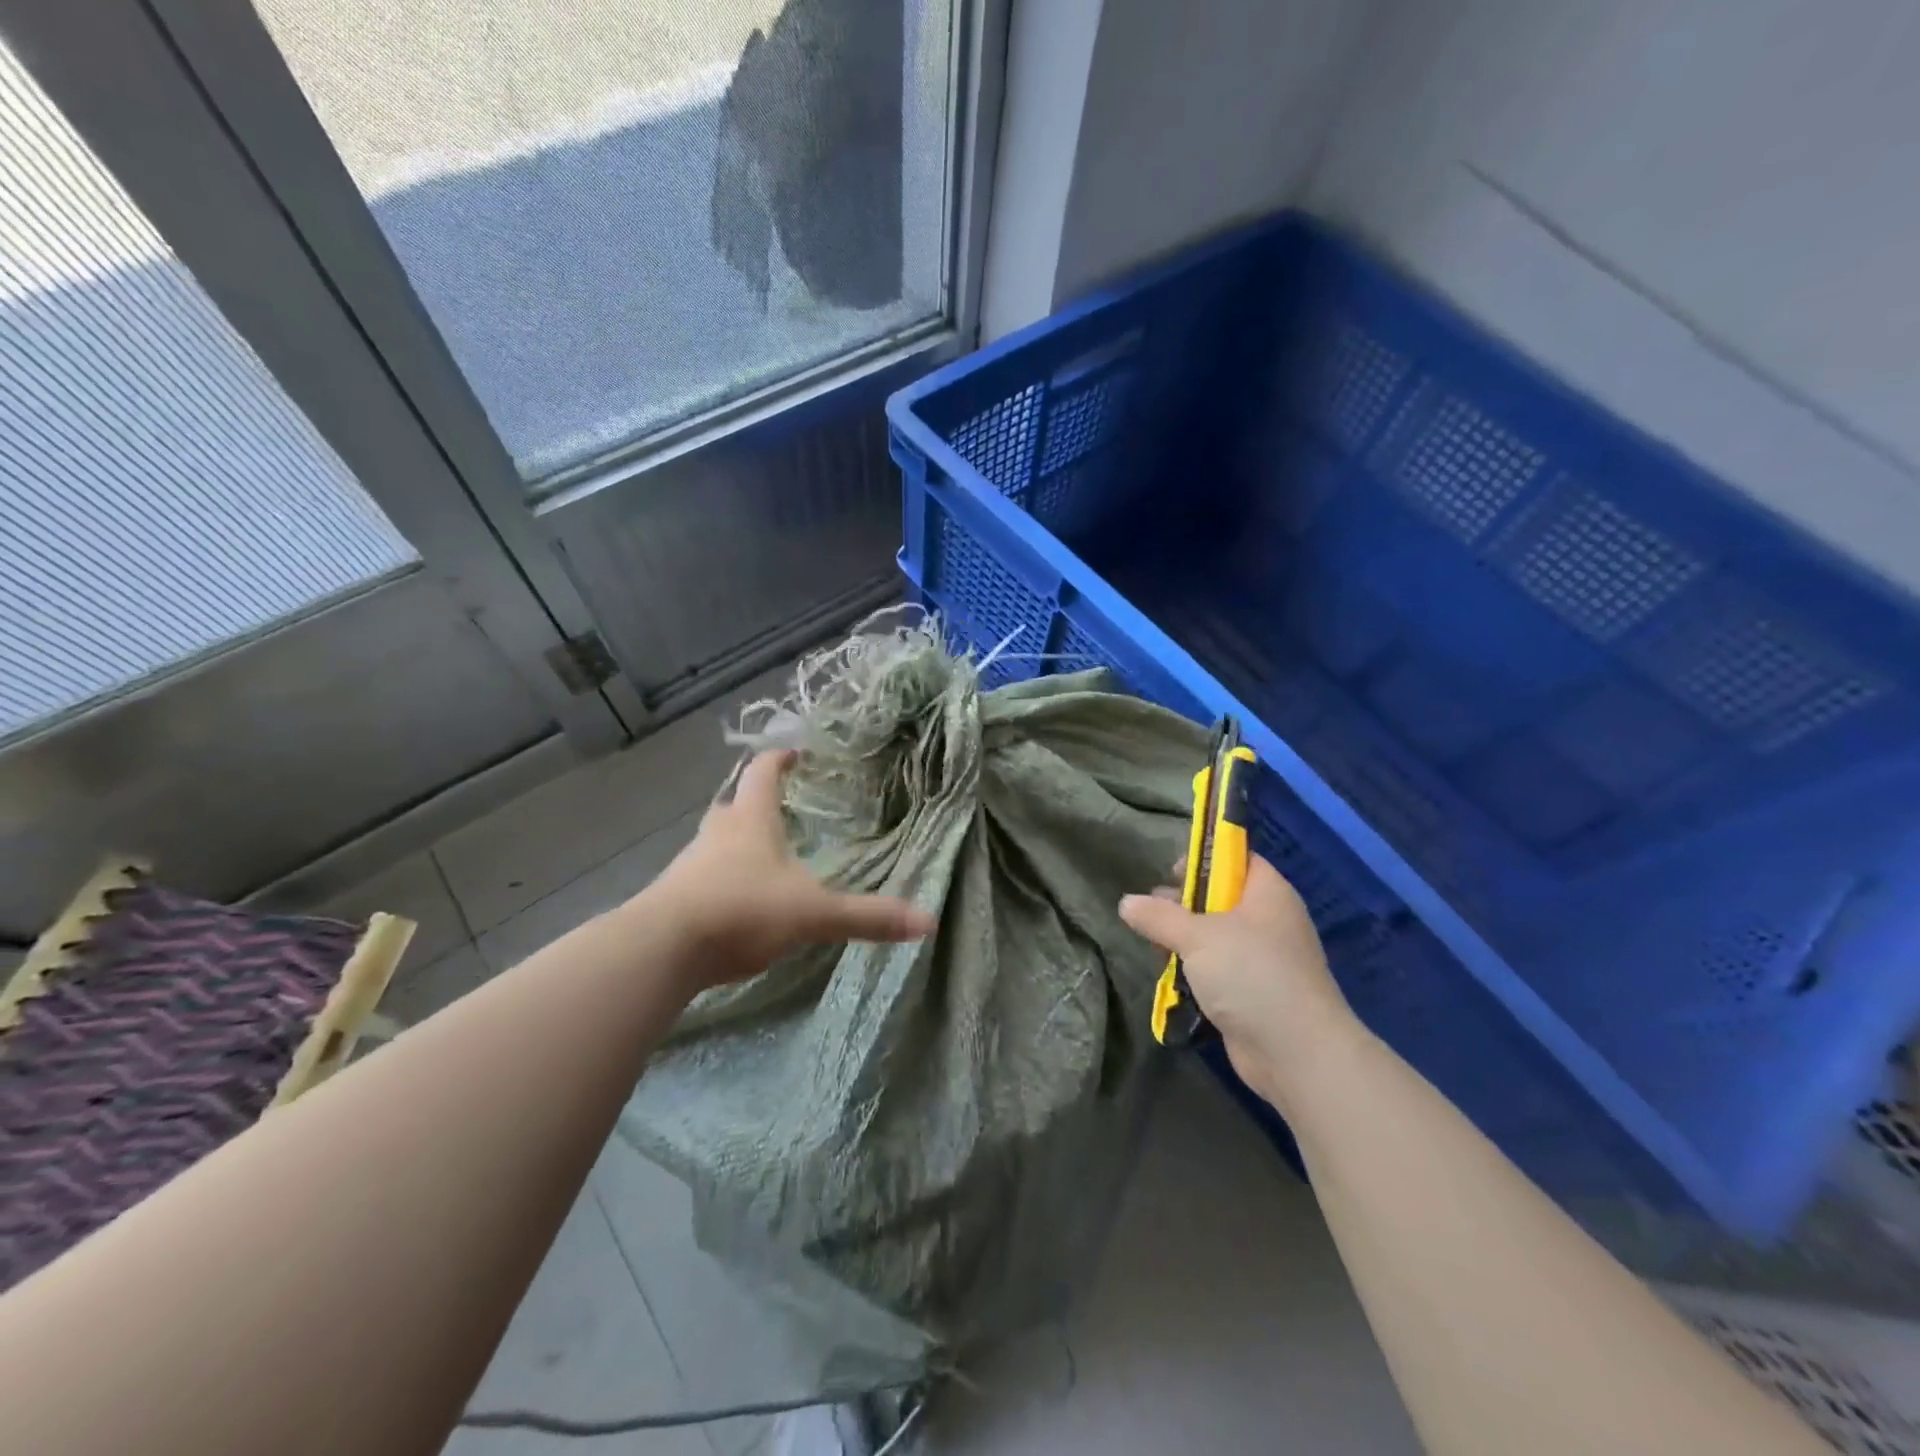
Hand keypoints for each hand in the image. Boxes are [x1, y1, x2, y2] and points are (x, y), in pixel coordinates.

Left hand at [646, 749, 935, 989]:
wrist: (663, 949)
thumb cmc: (743, 910)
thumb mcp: (814, 914)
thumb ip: (867, 917)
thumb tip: (927, 921)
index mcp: (751, 821)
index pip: (763, 773)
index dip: (781, 759)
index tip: (797, 753)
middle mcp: (717, 833)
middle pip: (735, 805)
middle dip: (757, 803)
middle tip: (783, 809)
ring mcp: (690, 864)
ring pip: (716, 841)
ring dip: (737, 843)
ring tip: (765, 858)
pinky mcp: (674, 897)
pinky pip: (702, 876)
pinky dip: (722, 879)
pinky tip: (738, 903)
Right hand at [1119, 855, 1353, 1102]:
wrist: (1296, 1052)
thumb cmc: (1251, 974)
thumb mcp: (1197, 937)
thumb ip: (1159, 917)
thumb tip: (1126, 903)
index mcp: (1268, 893)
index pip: (1238, 858)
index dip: (1205, 858)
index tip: (1171, 871)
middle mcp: (1269, 920)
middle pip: (1222, 897)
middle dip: (1184, 903)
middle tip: (1152, 912)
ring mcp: (1264, 959)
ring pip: (1216, 936)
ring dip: (1185, 940)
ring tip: (1155, 946)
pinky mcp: (1254, 992)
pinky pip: (1219, 969)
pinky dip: (1196, 970)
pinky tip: (1171, 975)